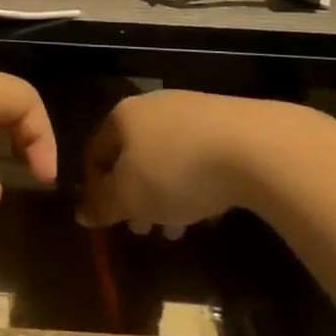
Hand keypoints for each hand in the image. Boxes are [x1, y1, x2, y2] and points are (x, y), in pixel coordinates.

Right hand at [77, 90, 298, 235]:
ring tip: (177, 228)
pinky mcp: (226, 120)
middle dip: (135, 196)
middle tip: (144, 230)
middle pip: (132, 155)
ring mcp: (191, 109)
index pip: (95, 152)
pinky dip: (195, 182)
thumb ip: (102, 205)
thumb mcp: (130, 197)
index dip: (95, 189)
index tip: (109, 221)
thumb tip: (81, 212)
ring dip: (165, 194)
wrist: (254, 146)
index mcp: (122, 116)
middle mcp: (152, 105)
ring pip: (166, 157)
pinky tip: (207, 207)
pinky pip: (198, 155)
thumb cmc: (176, 171)